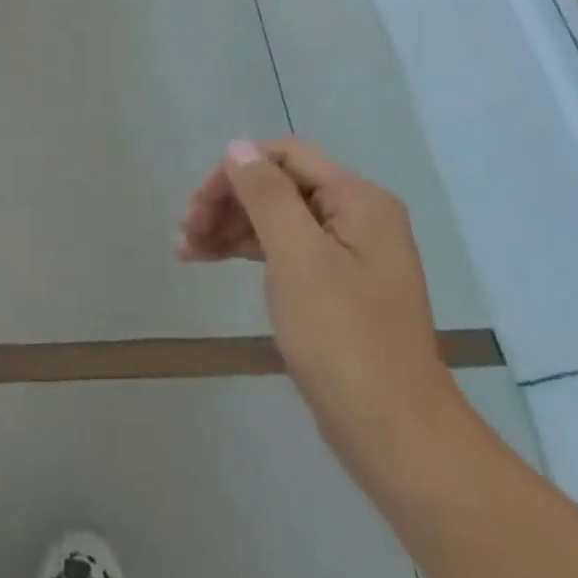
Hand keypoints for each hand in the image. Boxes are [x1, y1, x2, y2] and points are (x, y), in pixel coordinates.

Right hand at [177, 140, 471, 491]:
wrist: (392, 430)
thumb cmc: (342, 336)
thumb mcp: (297, 257)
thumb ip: (266, 195)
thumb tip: (238, 147)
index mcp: (358, 201)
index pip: (286, 157)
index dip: (236, 171)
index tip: (199, 206)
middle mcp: (357, 218)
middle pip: (279, 186)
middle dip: (228, 202)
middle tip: (184, 233)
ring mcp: (348, 254)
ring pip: (276, 219)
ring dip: (229, 227)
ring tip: (186, 251)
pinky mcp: (336, 287)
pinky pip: (284, 250)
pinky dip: (246, 251)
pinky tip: (213, 261)